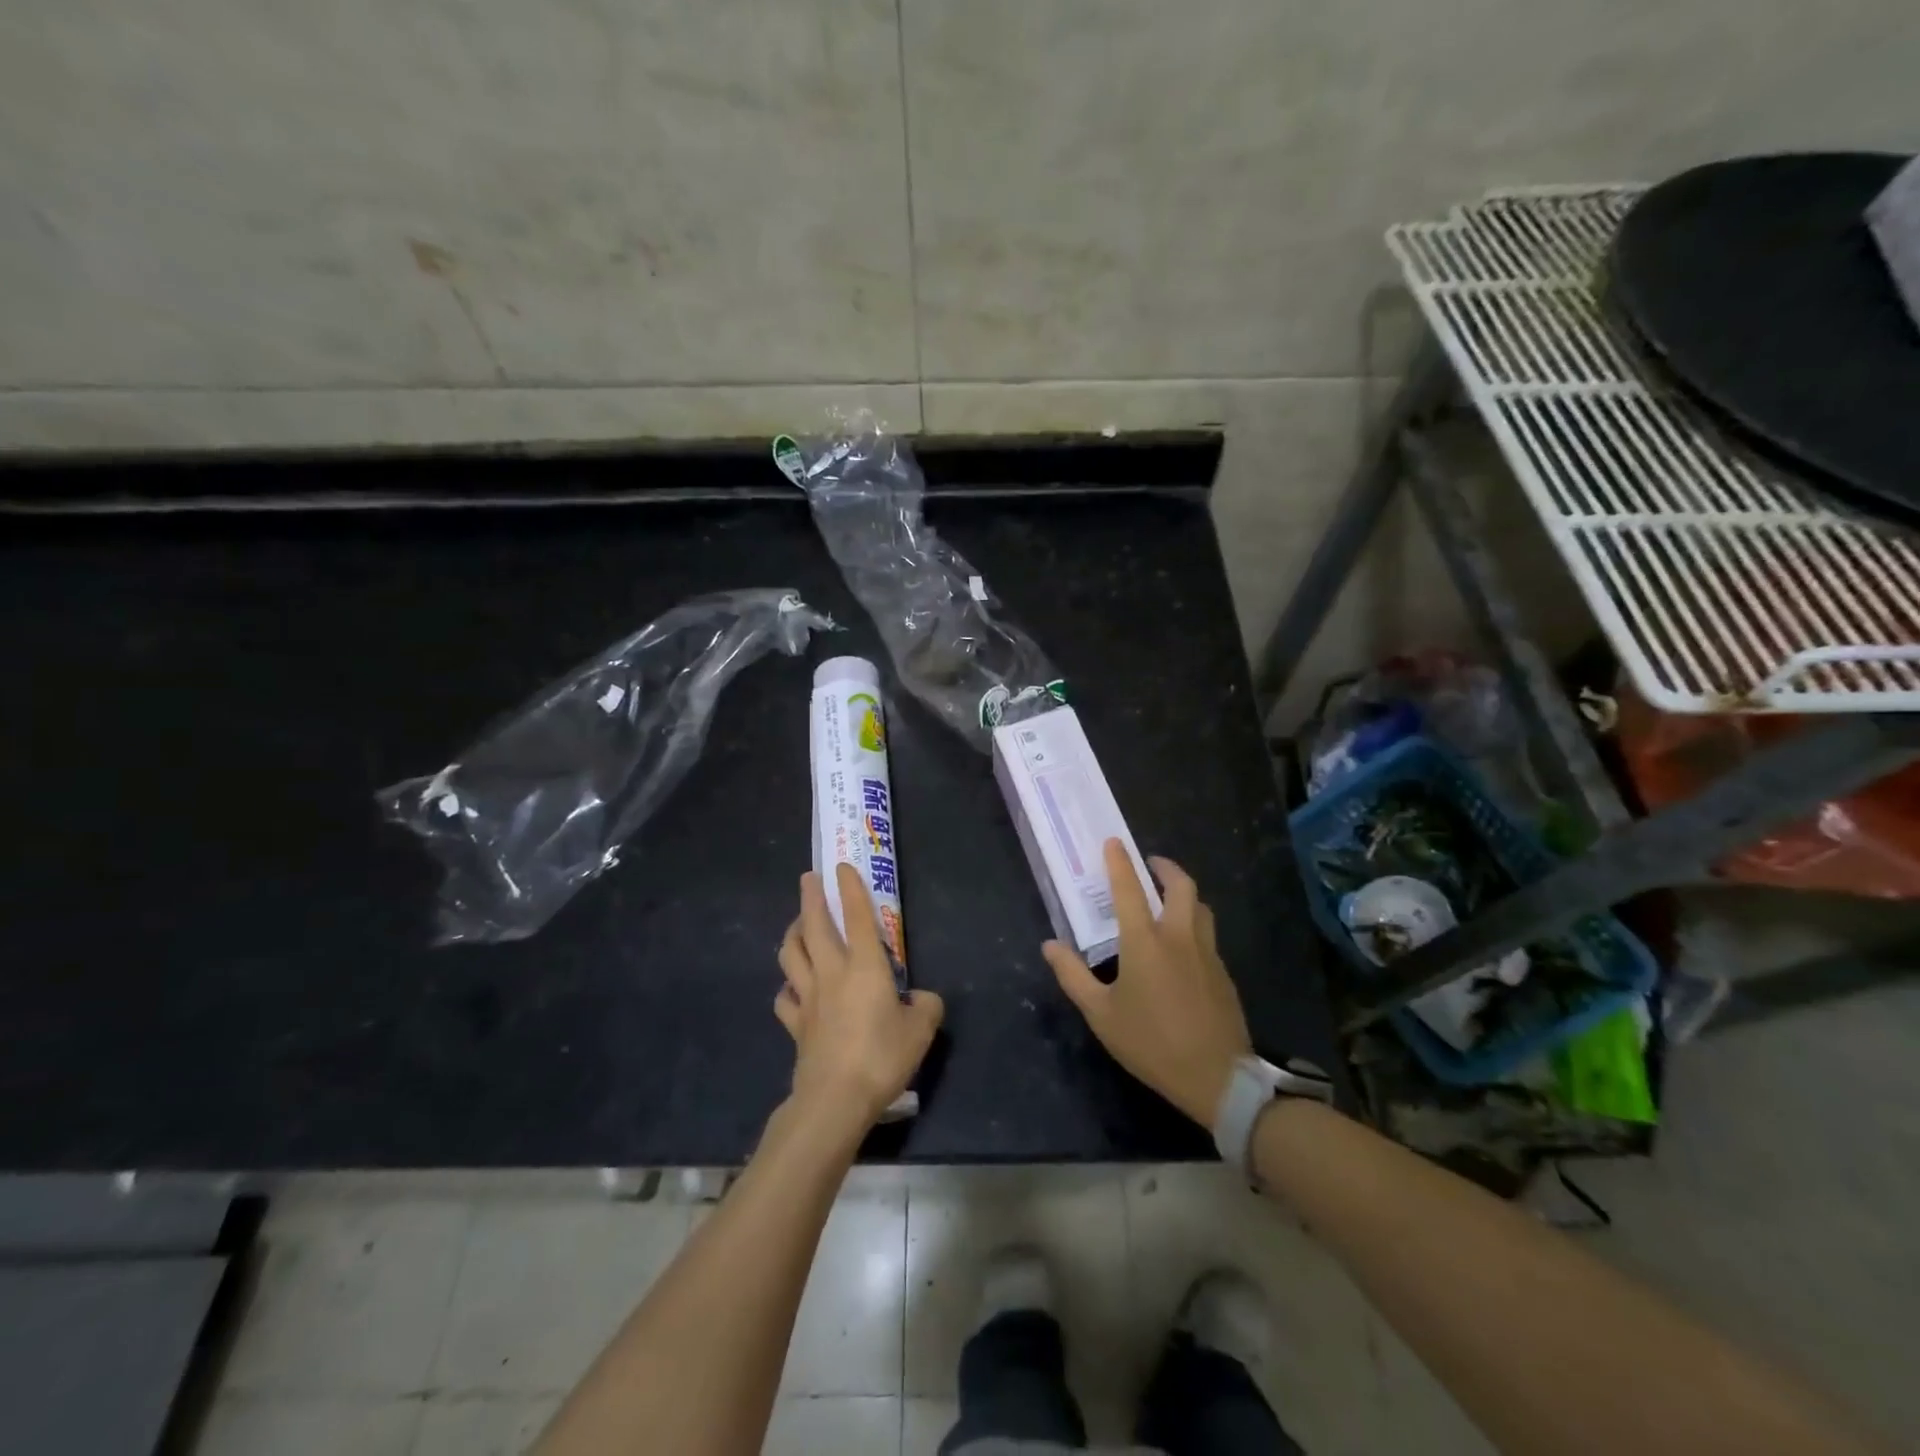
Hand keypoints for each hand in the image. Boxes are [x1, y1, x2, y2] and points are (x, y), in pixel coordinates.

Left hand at [774, 863, 944, 1134]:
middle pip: (814, 926)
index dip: (851, 888)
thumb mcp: (921, 1030)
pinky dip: (788, 986)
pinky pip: (785, 997)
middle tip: (808, 879)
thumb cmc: (882, 1057)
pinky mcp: (795, 1024)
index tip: (842, 866)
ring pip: (791, 954)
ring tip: (798, 925)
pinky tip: (793, 987)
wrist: (835, 1099)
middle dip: (811, 897)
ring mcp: (809, 997)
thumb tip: (922, 999)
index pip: (857, 916)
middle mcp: (832, 972)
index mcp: (864, 966)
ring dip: (792, 933)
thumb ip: (926, 1006)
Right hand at [1043, 840, 1251, 1128]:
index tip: (1113, 842)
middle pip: (1180, 885)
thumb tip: (1050, 945)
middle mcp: (1179, 936)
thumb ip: (1073, 976)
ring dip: (1183, 892)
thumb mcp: (1101, 1014)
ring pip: (1200, 906)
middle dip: (1165, 867)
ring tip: (1167, 898)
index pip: (1129, 889)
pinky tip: (1182, 944)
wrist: (1216, 1077)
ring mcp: (1206, 953)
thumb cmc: (1151, 1042)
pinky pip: (1208, 934)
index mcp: (1145, 942)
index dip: (1119, 863)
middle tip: (1149, 864)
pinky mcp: (1223, 972)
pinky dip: (1194, 922)